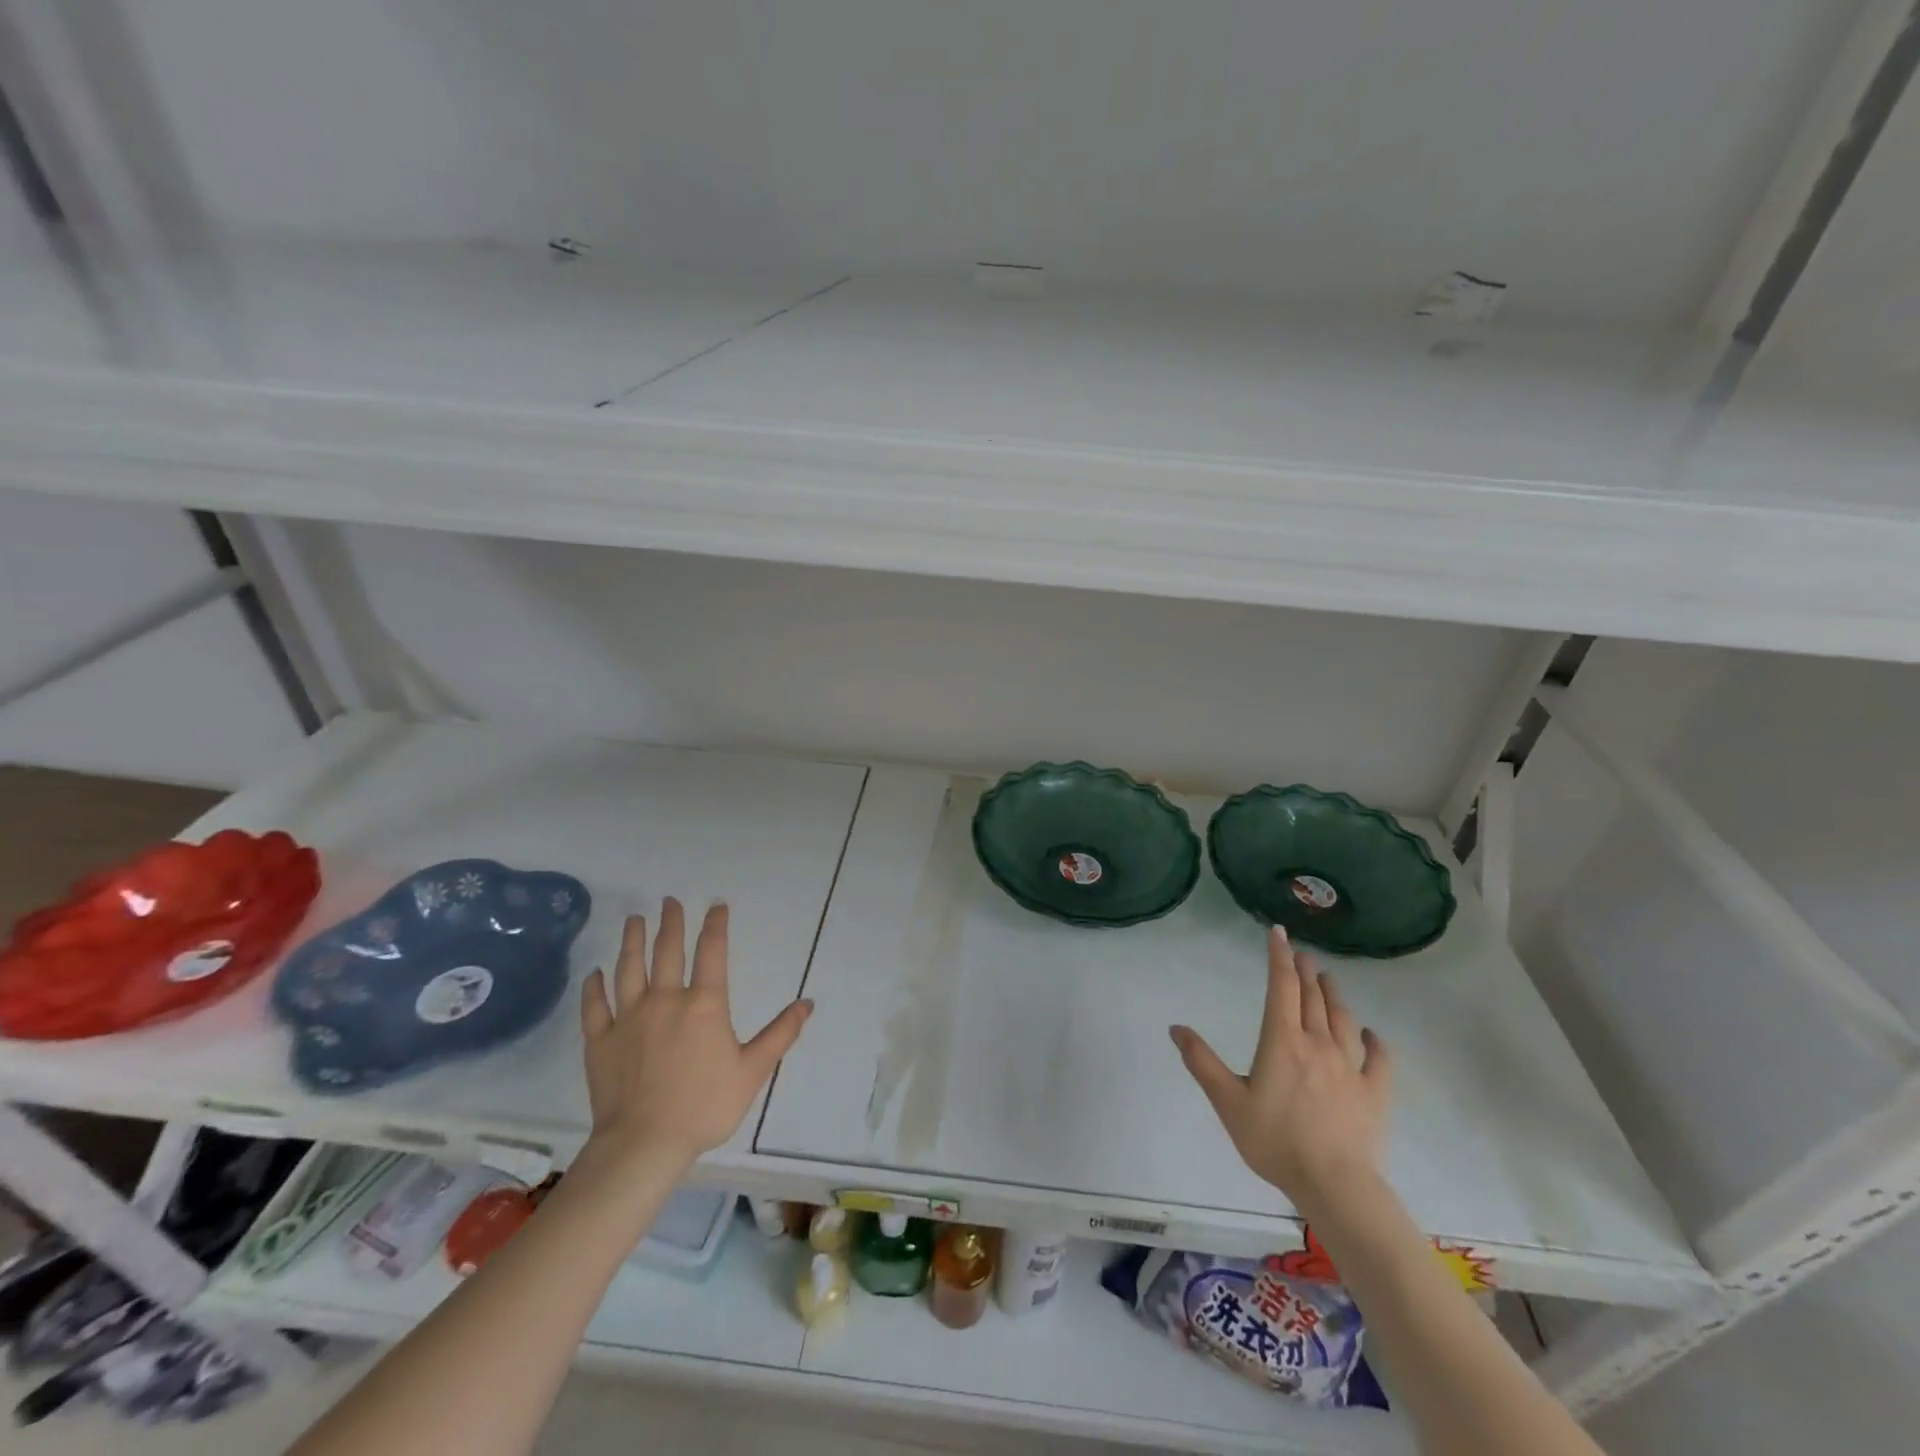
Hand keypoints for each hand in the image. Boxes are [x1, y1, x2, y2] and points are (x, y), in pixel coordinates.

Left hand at [578, 898, 811, 1168]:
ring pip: (628, 968)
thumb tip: (808, 1004)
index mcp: (704, 1004)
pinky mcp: (600, 1040)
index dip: (715, 924)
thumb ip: (780, 1034)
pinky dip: (594, 987)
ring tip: (634, 920)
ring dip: (632, 941)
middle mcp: (665, 999)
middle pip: (667, 951)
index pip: (711, 951)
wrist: (644, 1144)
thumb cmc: (705, 1106)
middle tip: (669, 901)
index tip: (716, 904)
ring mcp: (628, 1018)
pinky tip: (595, 974)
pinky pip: (594, 1006)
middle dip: (670, 922)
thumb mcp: (753, 1070)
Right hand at [1170, 926, 1391, 1206]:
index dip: (1279, 957)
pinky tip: (1371, 1033)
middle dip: (1305, 971)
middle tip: (1302, 953)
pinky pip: (1378, 1059)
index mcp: (1282, 1041)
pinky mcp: (1374, 1092)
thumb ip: (1202, 1062)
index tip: (1278, 933)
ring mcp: (1350, 1067)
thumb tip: (1176, 1028)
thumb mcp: (1227, 1101)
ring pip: (1343, 1019)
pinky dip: (1374, 1041)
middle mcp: (1318, 1043)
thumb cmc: (1274, 1140)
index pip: (1281, 987)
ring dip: (1334, 995)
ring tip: (1328, 978)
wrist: (1333, 1184)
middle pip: (1312, 997)